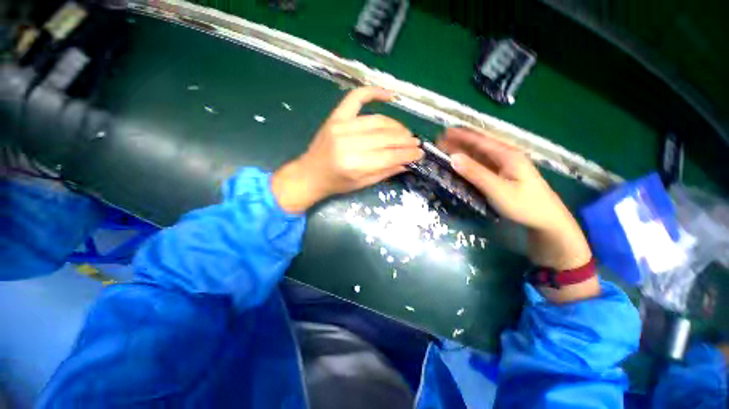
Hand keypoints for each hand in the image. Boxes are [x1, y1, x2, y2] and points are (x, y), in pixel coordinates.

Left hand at [272, 87, 422, 212]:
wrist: (310, 174)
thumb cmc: (336, 183)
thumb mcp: (362, 184)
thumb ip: (385, 172)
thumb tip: (408, 163)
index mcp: (355, 164)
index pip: (389, 156)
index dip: (408, 154)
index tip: (420, 153)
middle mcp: (349, 143)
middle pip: (386, 137)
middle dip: (405, 140)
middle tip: (415, 143)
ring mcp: (341, 126)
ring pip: (378, 121)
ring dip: (397, 126)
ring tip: (406, 133)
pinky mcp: (336, 117)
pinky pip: (357, 97)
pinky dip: (374, 92)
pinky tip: (390, 95)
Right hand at [438, 127, 591, 272]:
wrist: (546, 220)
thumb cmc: (524, 205)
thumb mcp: (497, 189)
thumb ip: (475, 173)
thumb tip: (453, 158)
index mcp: (507, 154)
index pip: (479, 140)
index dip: (460, 135)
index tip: (443, 133)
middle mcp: (505, 155)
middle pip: (479, 143)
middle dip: (459, 140)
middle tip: (440, 141)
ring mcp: (504, 164)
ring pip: (480, 153)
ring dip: (463, 149)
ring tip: (446, 148)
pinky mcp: (502, 173)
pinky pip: (482, 163)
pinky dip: (469, 160)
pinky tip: (461, 162)